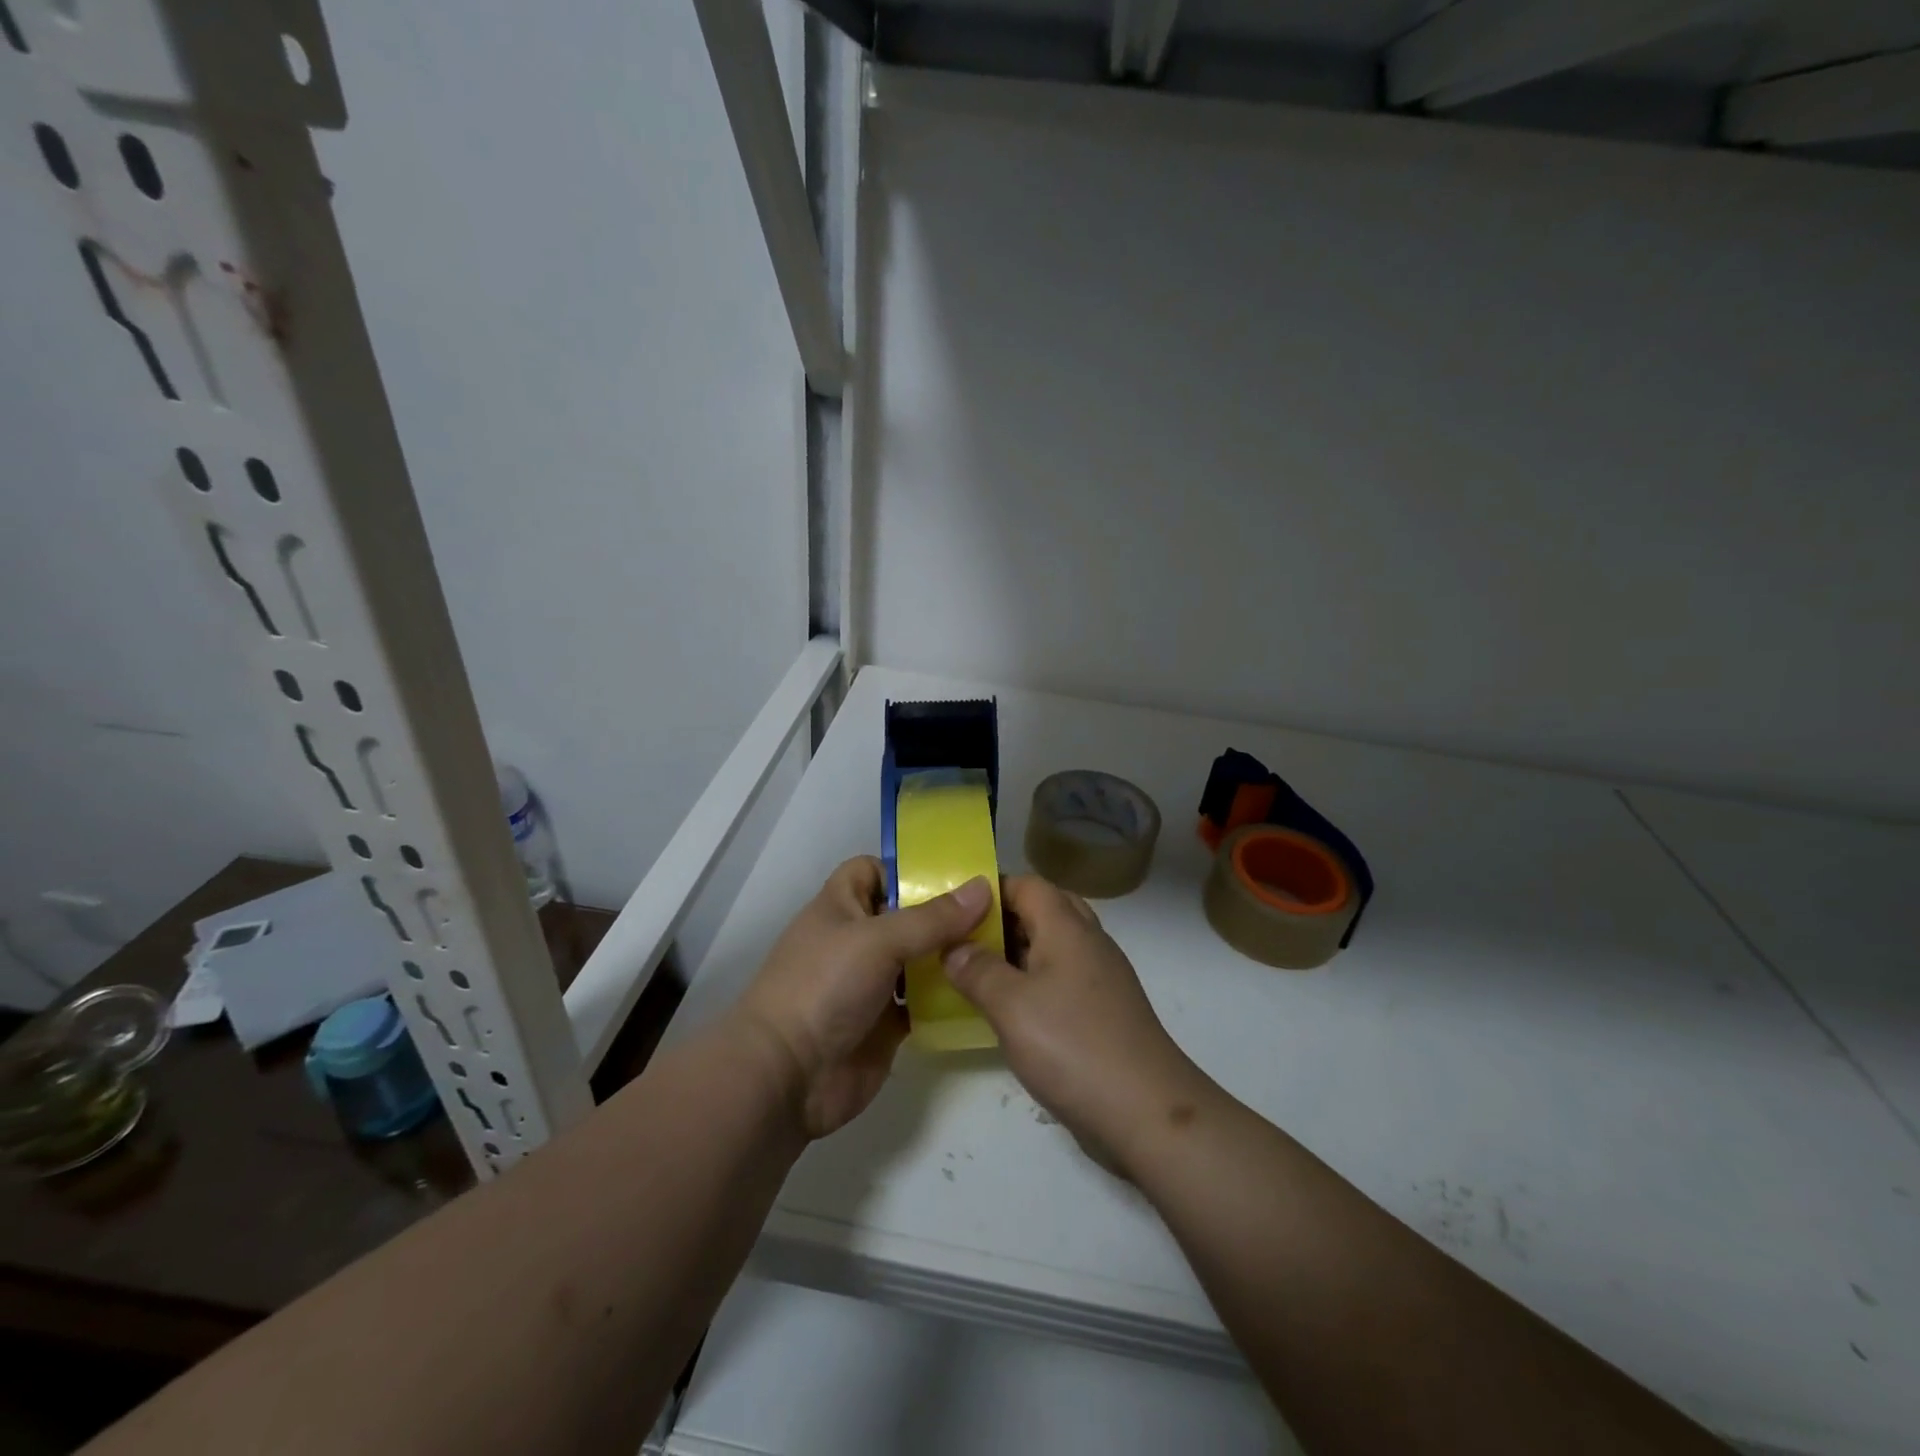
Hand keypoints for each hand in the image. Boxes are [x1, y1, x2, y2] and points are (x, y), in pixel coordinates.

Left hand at [730, 856, 991, 1138]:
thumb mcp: (878, 940)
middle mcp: (856, 940)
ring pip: (918, 959)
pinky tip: (982, 990)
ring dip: (950, 955)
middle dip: (944, 913)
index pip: (872, 870)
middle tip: (997, 910)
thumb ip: (933, 917)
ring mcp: (870, 983)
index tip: (954, 875)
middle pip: (905, 915)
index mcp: (841, 906)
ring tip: (1001, 947)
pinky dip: (947, 997)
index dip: (906, 868)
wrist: (788, 1076)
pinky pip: (923, 1002)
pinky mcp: (885, 1023)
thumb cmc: (824, 987)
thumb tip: (984, 887)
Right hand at [944, 876, 1204, 1172]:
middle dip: (1003, 919)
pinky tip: (1010, 1010)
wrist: (1146, 1111)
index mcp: (1067, 928)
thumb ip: (977, 970)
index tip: (954, 909)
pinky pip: (1063, 978)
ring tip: (976, 972)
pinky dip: (1034, 981)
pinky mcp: (1104, 1011)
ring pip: (1054, 946)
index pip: (1028, 884)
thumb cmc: (1073, 1046)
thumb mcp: (1011, 1006)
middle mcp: (1088, 942)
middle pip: (1044, 909)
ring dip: (1017, 952)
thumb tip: (953, 948)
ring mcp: (1101, 978)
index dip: (991, 889)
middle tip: (964, 940)